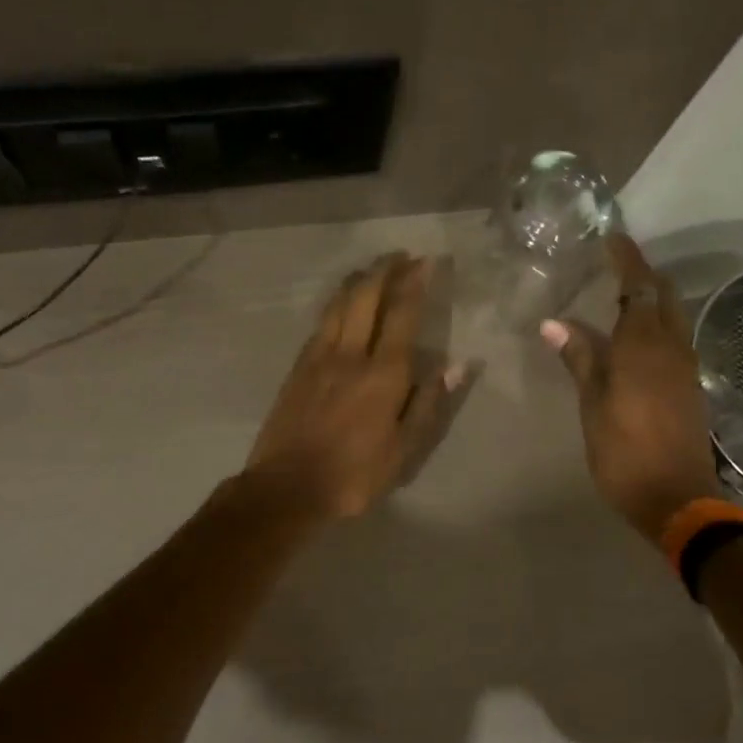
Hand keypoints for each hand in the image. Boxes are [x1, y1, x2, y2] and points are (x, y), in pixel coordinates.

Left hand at [246, 253, 459, 519]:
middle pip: (365, 297)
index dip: (415, 284)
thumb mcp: (403, 452)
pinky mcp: (297, 368)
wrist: (287, 487)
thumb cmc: (353, 475)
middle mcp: (350, 354)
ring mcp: (318, 358)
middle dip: (385, 270)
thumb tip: (456, 366)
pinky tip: (341, 305)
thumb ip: (427, 405)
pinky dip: (336, 304)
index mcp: (383, 374)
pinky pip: (321, 323)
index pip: (402, 315)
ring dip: (358, 281)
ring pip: (338, 304)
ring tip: (372, 269)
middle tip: (401, 255)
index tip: (426, 262)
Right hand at [542, 235, 720, 541]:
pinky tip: (636, 339)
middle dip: (642, 274)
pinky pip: (675, 338)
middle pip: (663, 295)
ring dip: (651, 299)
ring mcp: (685, 366)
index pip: (638, 286)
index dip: (626, 258)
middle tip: (613, 267)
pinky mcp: (690, 385)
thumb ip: (579, 359)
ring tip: (620, 298)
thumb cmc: (624, 452)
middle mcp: (671, 346)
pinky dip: (657, 324)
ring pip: (673, 316)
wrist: (677, 497)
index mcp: (643, 346)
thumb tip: (553, 322)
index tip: (611, 237)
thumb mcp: (592, 406)